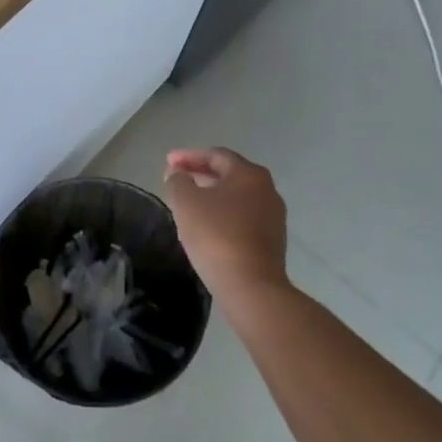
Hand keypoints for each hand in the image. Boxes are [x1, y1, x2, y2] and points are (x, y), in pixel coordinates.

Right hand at [163, 147, 289, 303]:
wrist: (251, 286)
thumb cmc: (216, 235)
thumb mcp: (186, 202)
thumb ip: (178, 180)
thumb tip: (179, 174)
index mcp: (249, 174)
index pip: (216, 155)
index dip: (189, 156)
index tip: (167, 162)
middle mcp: (267, 190)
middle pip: (229, 174)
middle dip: (200, 173)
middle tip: (177, 178)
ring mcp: (273, 216)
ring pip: (237, 196)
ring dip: (212, 194)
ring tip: (189, 201)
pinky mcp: (272, 241)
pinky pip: (243, 217)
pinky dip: (223, 213)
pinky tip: (207, 224)